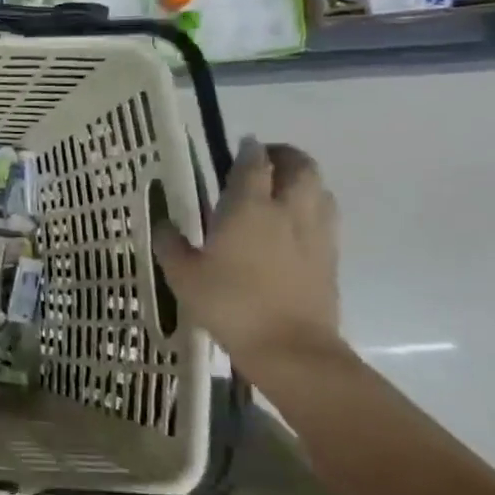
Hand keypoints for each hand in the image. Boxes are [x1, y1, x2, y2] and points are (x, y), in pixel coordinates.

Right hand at [154, 138, 341, 370]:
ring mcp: (315, 233)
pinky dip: (311, 207)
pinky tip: (292, 225)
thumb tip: (164, 224)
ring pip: (320, 189)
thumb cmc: (229, 304)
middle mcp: (287, 210)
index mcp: (249, 207)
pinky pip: (325, 216)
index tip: (238, 146)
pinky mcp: (330, 257)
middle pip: (300, 166)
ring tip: (280, 189)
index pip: (253, 163)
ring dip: (302, 180)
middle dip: (283, 155)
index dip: (247, 150)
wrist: (290, 348)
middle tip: (262, 161)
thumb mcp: (183, 275)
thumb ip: (171, 244)